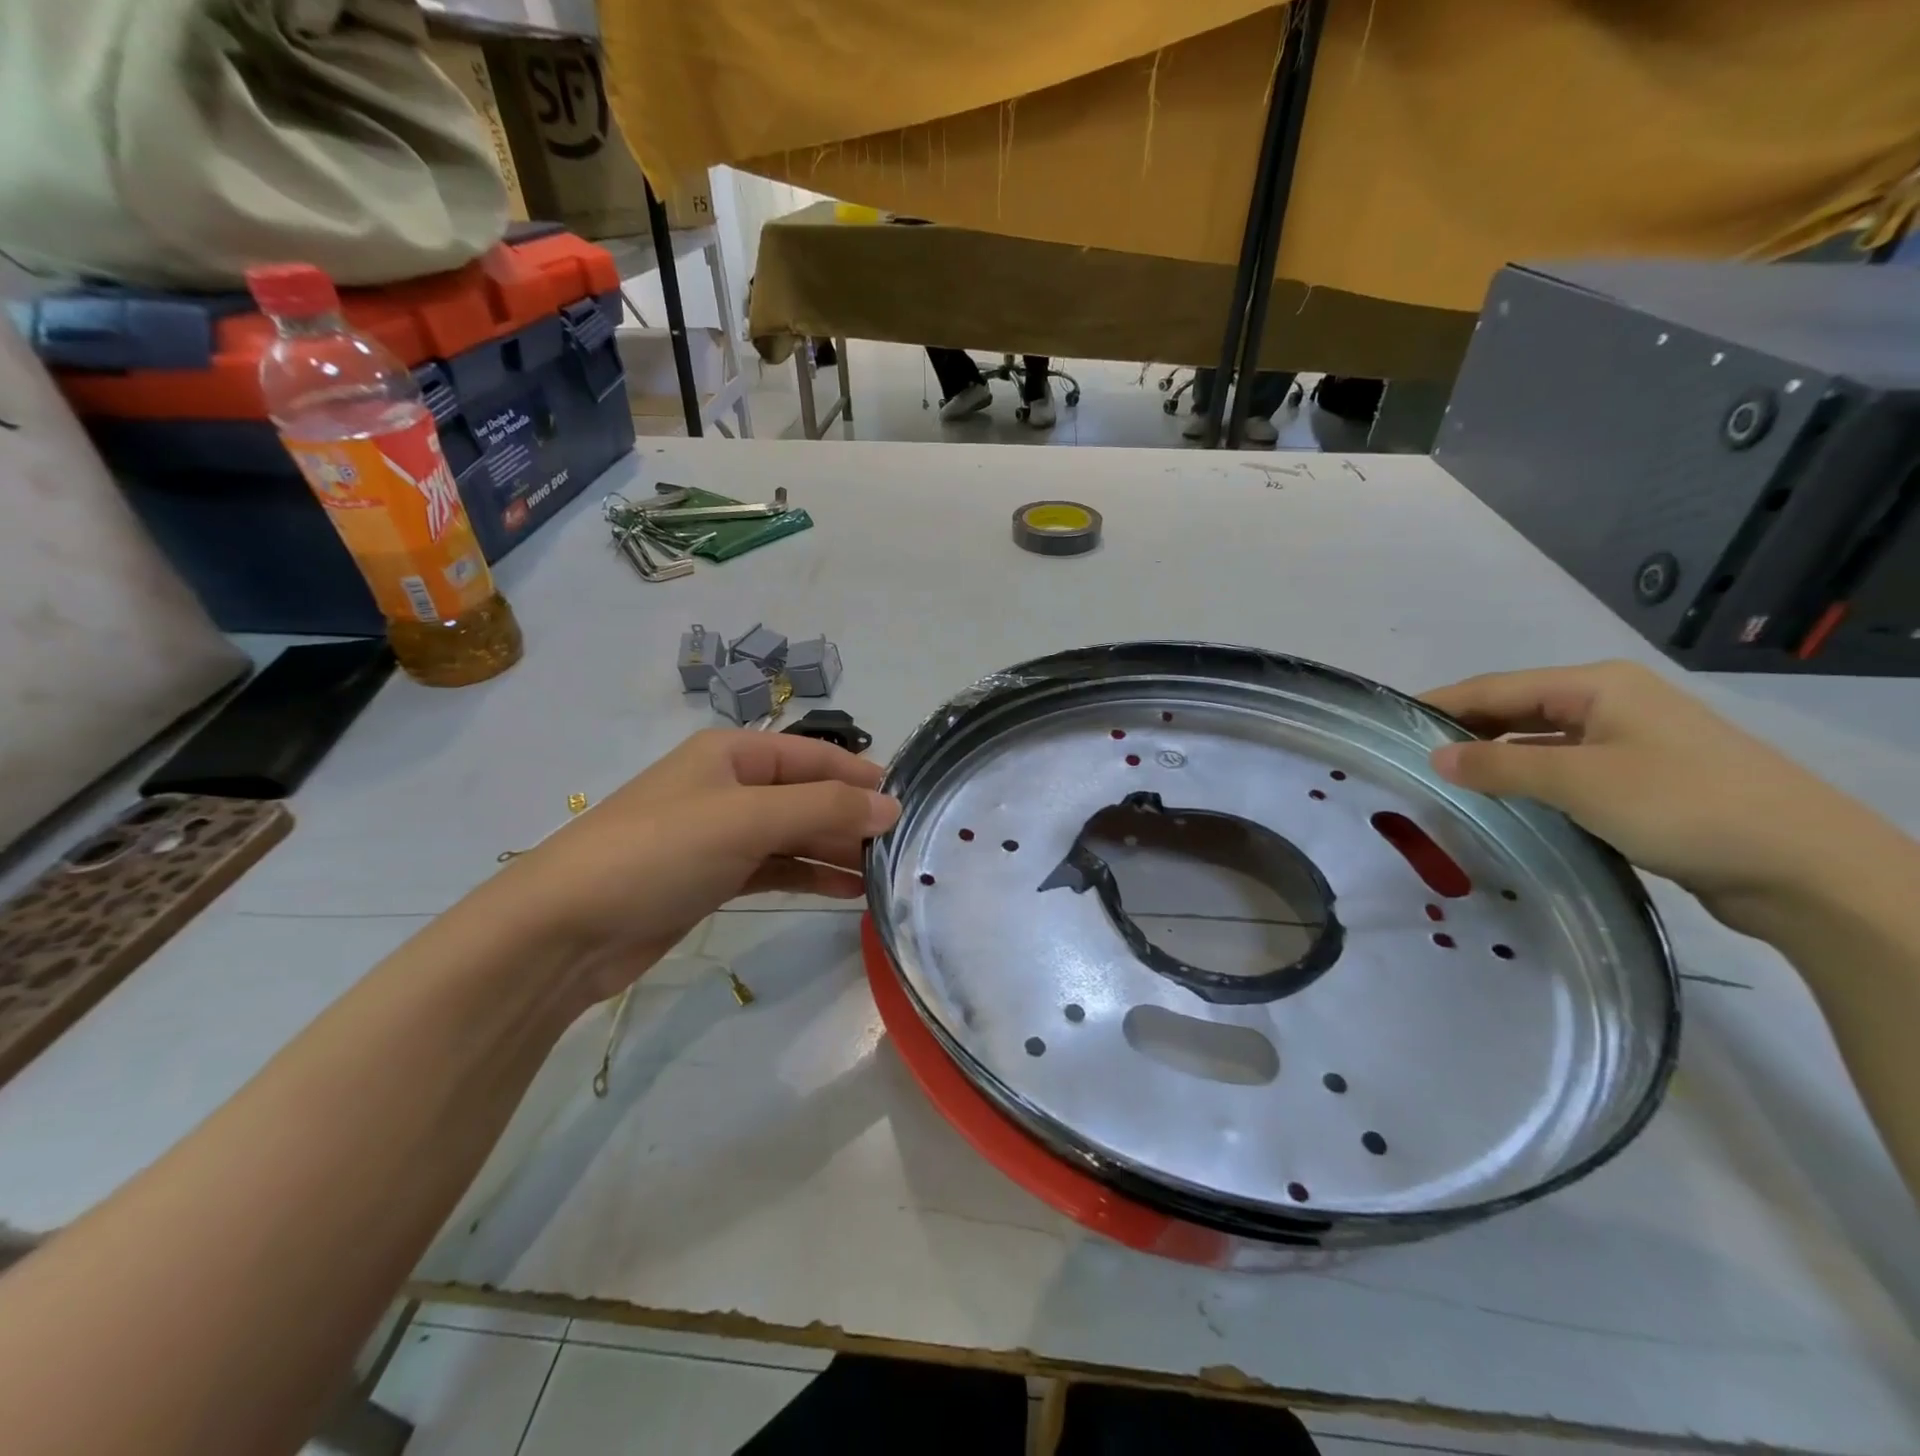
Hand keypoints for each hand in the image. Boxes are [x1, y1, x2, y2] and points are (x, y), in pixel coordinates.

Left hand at [489, 730, 899, 1001]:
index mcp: (733, 753)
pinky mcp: (713, 878)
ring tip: (883, 876)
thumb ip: (825, 811)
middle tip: (903, 850)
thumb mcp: (748, 820)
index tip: (908, 804)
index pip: (815, 755)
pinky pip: (775, 868)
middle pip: (808, 795)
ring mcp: (720, 834)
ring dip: (836, 851)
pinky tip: (845, 893)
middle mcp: (730, 786)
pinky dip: (809, 876)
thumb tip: (891, 807)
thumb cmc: (659, 852)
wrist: (564, 929)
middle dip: (852, 819)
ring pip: (794, 834)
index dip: (861, 777)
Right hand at [1421, 661, 1892, 931]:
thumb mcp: (1579, 782)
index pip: (1495, 687)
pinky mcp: (1639, 780)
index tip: (1389, 724)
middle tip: (1407, 757)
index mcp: (1597, 686)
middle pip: (1516, 710)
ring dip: (1493, 759)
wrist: (1805, 868)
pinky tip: (1499, 801)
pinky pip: (1562, 770)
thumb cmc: (1685, 805)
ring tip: (1442, 780)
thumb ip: (1500, 767)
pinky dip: (1526, 781)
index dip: (1440, 703)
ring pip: (1538, 742)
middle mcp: (1610, 704)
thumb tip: (1435, 758)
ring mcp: (1628, 742)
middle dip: (1463, 730)